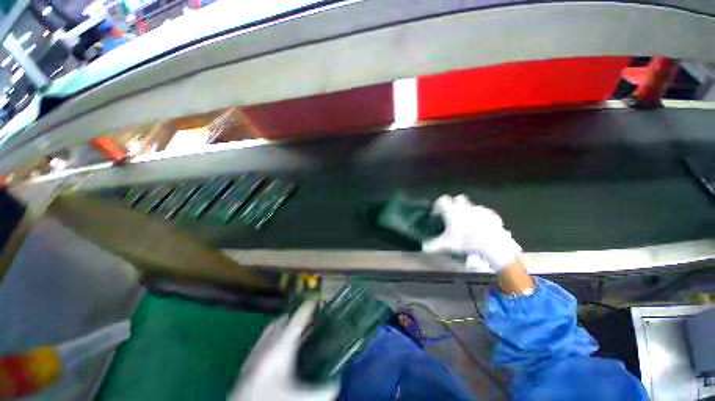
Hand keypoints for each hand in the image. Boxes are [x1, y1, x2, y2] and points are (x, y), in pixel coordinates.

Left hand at [228, 301, 338, 400]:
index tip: (317, 301)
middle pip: (283, 320)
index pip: (297, 319)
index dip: (308, 308)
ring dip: (285, 324)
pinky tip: (279, 348)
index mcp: (280, 347)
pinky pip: (264, 338)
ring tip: (296, 329)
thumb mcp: (299, 397)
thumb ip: (321, 390)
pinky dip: (274, 335)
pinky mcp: (248, 361)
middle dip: (296, 315)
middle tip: (310, 318)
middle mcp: (267, 345)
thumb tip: (336, 384)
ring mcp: (256, 352)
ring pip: (272, 327)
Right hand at [422, 195, 521, 271]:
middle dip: (454, 204)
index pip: (442, 200)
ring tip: (468, 224)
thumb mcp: (446, 245)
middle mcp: (465, 207)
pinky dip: (482, 218)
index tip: (436, 212)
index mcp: (452, 210)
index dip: (438, 204)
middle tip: (452, 215)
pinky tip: (482, 227)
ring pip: (472, 206)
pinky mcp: (492, 215)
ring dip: (468, 211)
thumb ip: (433, 245)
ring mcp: (479, 210)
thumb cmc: (465, 241)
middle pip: (458, 198)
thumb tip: (423, 247)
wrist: (491, 243)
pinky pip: (485, 213)